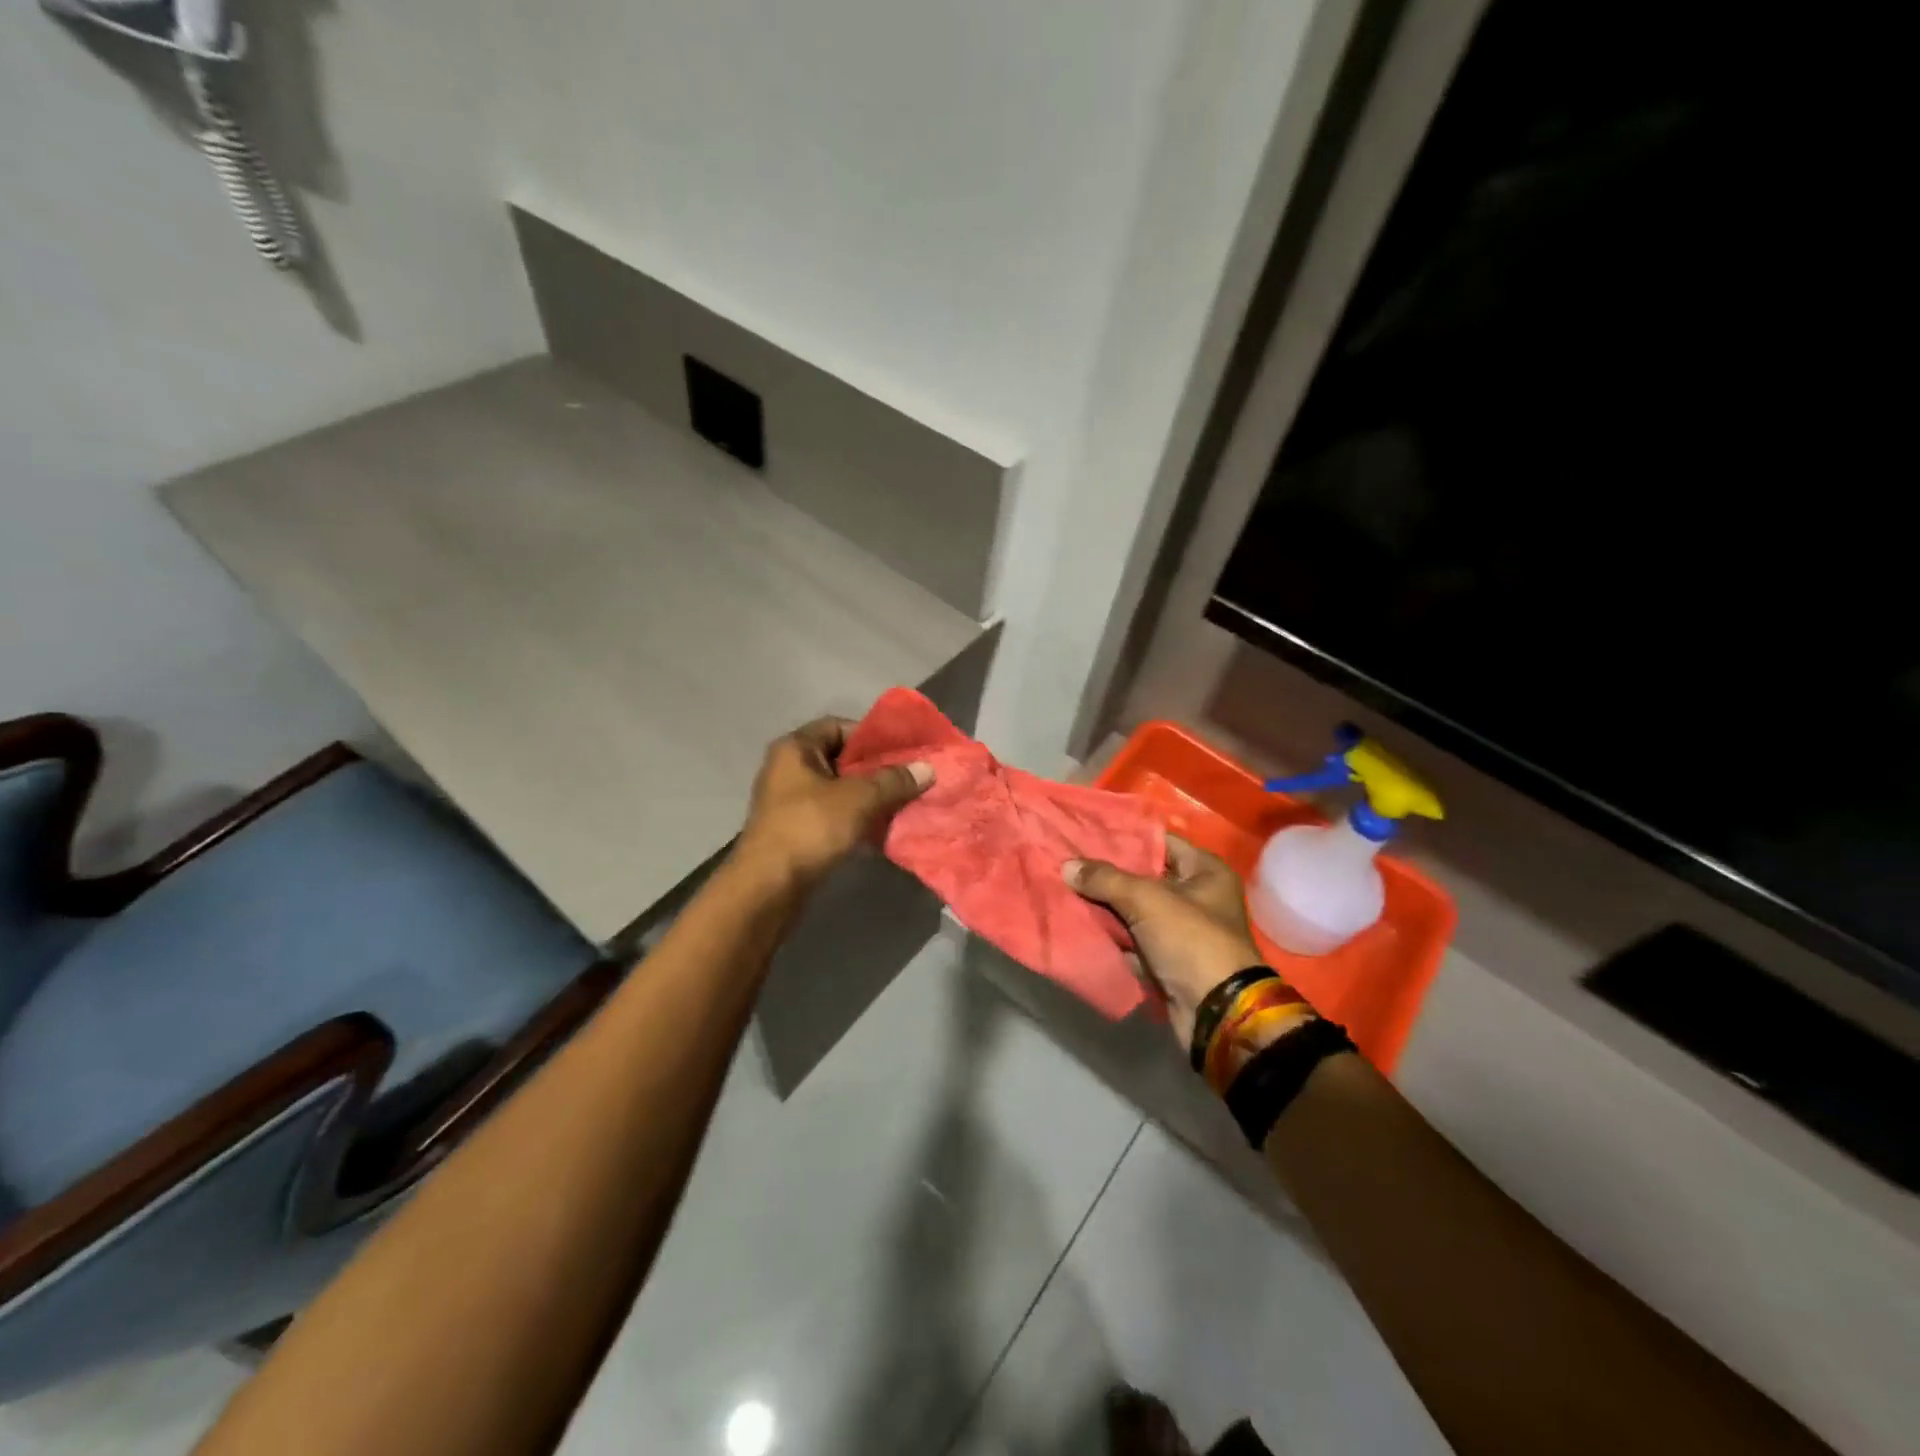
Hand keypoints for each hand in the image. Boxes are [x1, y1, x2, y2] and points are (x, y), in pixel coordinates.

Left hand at [736, 717, 932, 886]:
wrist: (768, 887)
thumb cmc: (810, 828)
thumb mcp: (858, 798)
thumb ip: (894, 780)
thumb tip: (928, 768)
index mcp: (795, 749)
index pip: (838, 726)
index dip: (870, 735)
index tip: (901, 750)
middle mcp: (788, 769)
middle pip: (840, 759)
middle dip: (875, 769)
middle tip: (909, 778)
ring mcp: (789, 802)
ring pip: (838, 790)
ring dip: (868, 797)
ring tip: (902, 803)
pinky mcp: (795, 831)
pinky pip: (832, 815)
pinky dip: (855, 819)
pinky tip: (881, 829)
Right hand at [1064, 836, 1264, 1048]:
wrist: (1214, 1012)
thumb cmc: (1190, 940)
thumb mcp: (1146, 900)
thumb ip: (1105, 879)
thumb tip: (1067, 865)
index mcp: (1205, 871)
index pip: (1159, 842)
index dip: (1124, 837)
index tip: (1087, 833)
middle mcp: (1198, 896)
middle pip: (1144, 877)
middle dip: (1108, 875)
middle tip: (1070, 862)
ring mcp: (1183, 930)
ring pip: (1135, 910)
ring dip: (1106, 907)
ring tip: (1066, 890)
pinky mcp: (1168, 959)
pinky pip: (1134, 939)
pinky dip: (1113, 936)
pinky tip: (1080, 925)